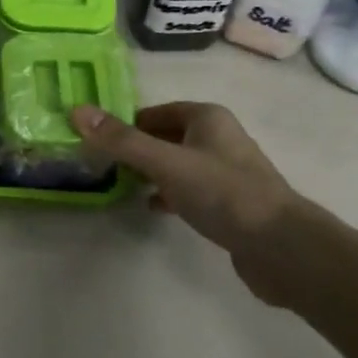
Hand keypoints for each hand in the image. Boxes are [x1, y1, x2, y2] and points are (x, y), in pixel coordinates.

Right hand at [70, 100, 349, 310]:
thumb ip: (122, 141)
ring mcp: (226, 171)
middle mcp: (218, 138)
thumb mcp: (166, 163)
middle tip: (101, 163)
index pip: (156, 111)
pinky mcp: (230, 203)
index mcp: (207, 118)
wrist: (280, 247)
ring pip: (177, 163)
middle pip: (166, 135)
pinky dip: (169, 193)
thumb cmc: (223, 193)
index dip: (126, 122)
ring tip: (119, 184)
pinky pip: (190, 189)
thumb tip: (77, 111)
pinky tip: (154, 207)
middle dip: (136, 147)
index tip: (96, 139)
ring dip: (151, 171)